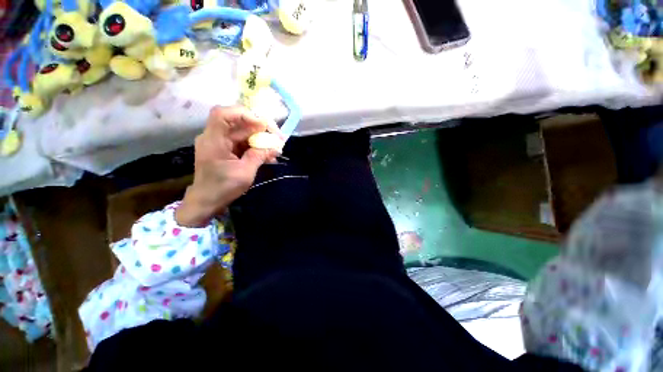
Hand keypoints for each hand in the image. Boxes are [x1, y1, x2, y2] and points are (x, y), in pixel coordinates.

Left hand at [175, 106, 281, 226]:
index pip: (223, 114)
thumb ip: (259, 156)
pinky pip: (243, 143)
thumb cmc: (222, 188)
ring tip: (276, 149)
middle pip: (238, 123)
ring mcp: (220, 143)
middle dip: (260, 129)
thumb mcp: (244, 173)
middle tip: (278, 138)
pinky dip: (256, 147)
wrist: (206, 201)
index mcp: (213, 141)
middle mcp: (215, 137)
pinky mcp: (226, 149)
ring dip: (261, 139)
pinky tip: (268, 155)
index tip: (263, 125)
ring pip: (243, 133)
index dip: (244, 114)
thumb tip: (274, 146)